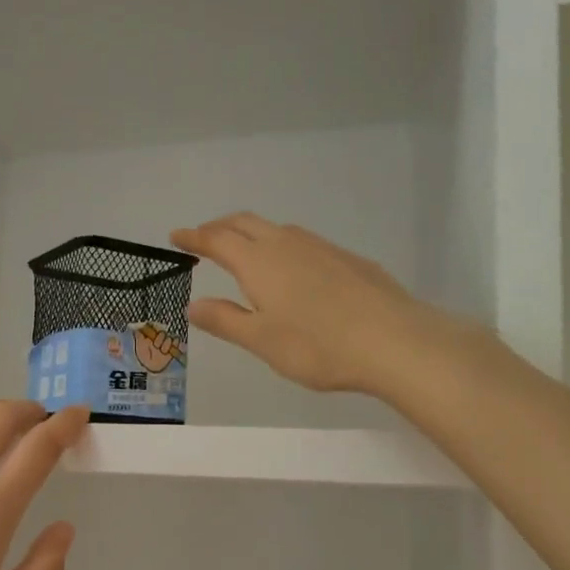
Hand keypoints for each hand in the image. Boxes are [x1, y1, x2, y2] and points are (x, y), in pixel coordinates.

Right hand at [172, 214, 456, 395]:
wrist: (393, 341)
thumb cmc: (317, 346)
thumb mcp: (261, 340)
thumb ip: (225, 320)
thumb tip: (193, 306)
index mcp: (259, 262)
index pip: (217, 240)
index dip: (194, 236)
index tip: (176, 235)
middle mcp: (287, 244)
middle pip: (246, 223)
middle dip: (220, 227)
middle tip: (204, 238)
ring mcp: (321, 248)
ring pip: (277, 229)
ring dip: (252, 233)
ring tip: (244, 250)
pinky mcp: (348, 259)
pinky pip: (303, 243)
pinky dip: (282, 246)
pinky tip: (292, 269)